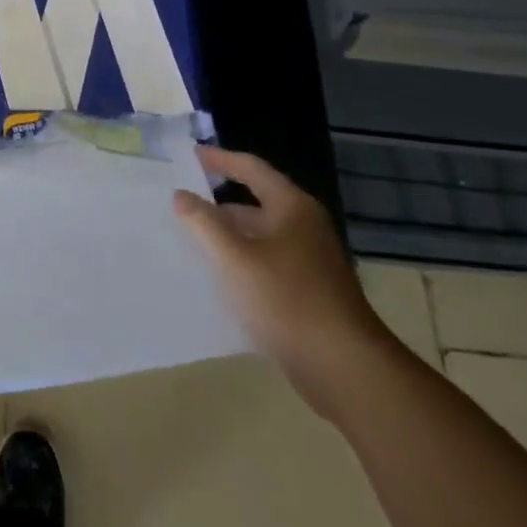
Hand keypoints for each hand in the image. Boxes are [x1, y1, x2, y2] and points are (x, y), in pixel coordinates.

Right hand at [174, 147, 392, 417]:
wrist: (346, 370)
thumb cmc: (288, 301)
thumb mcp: (235, 258)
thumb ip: (203, 223)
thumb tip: (180, 194)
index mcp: (292, 207)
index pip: (251, 168)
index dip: (219, 159)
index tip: (190, 156)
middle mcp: (304, 227)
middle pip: (256, 203)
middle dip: (218, 204)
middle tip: (181, 204)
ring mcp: (310, 262)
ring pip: (260, 237)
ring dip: (228, 236)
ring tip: (190, 241)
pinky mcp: (310, 293)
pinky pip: (267, 264)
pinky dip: (242, 263)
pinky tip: (217, 279)